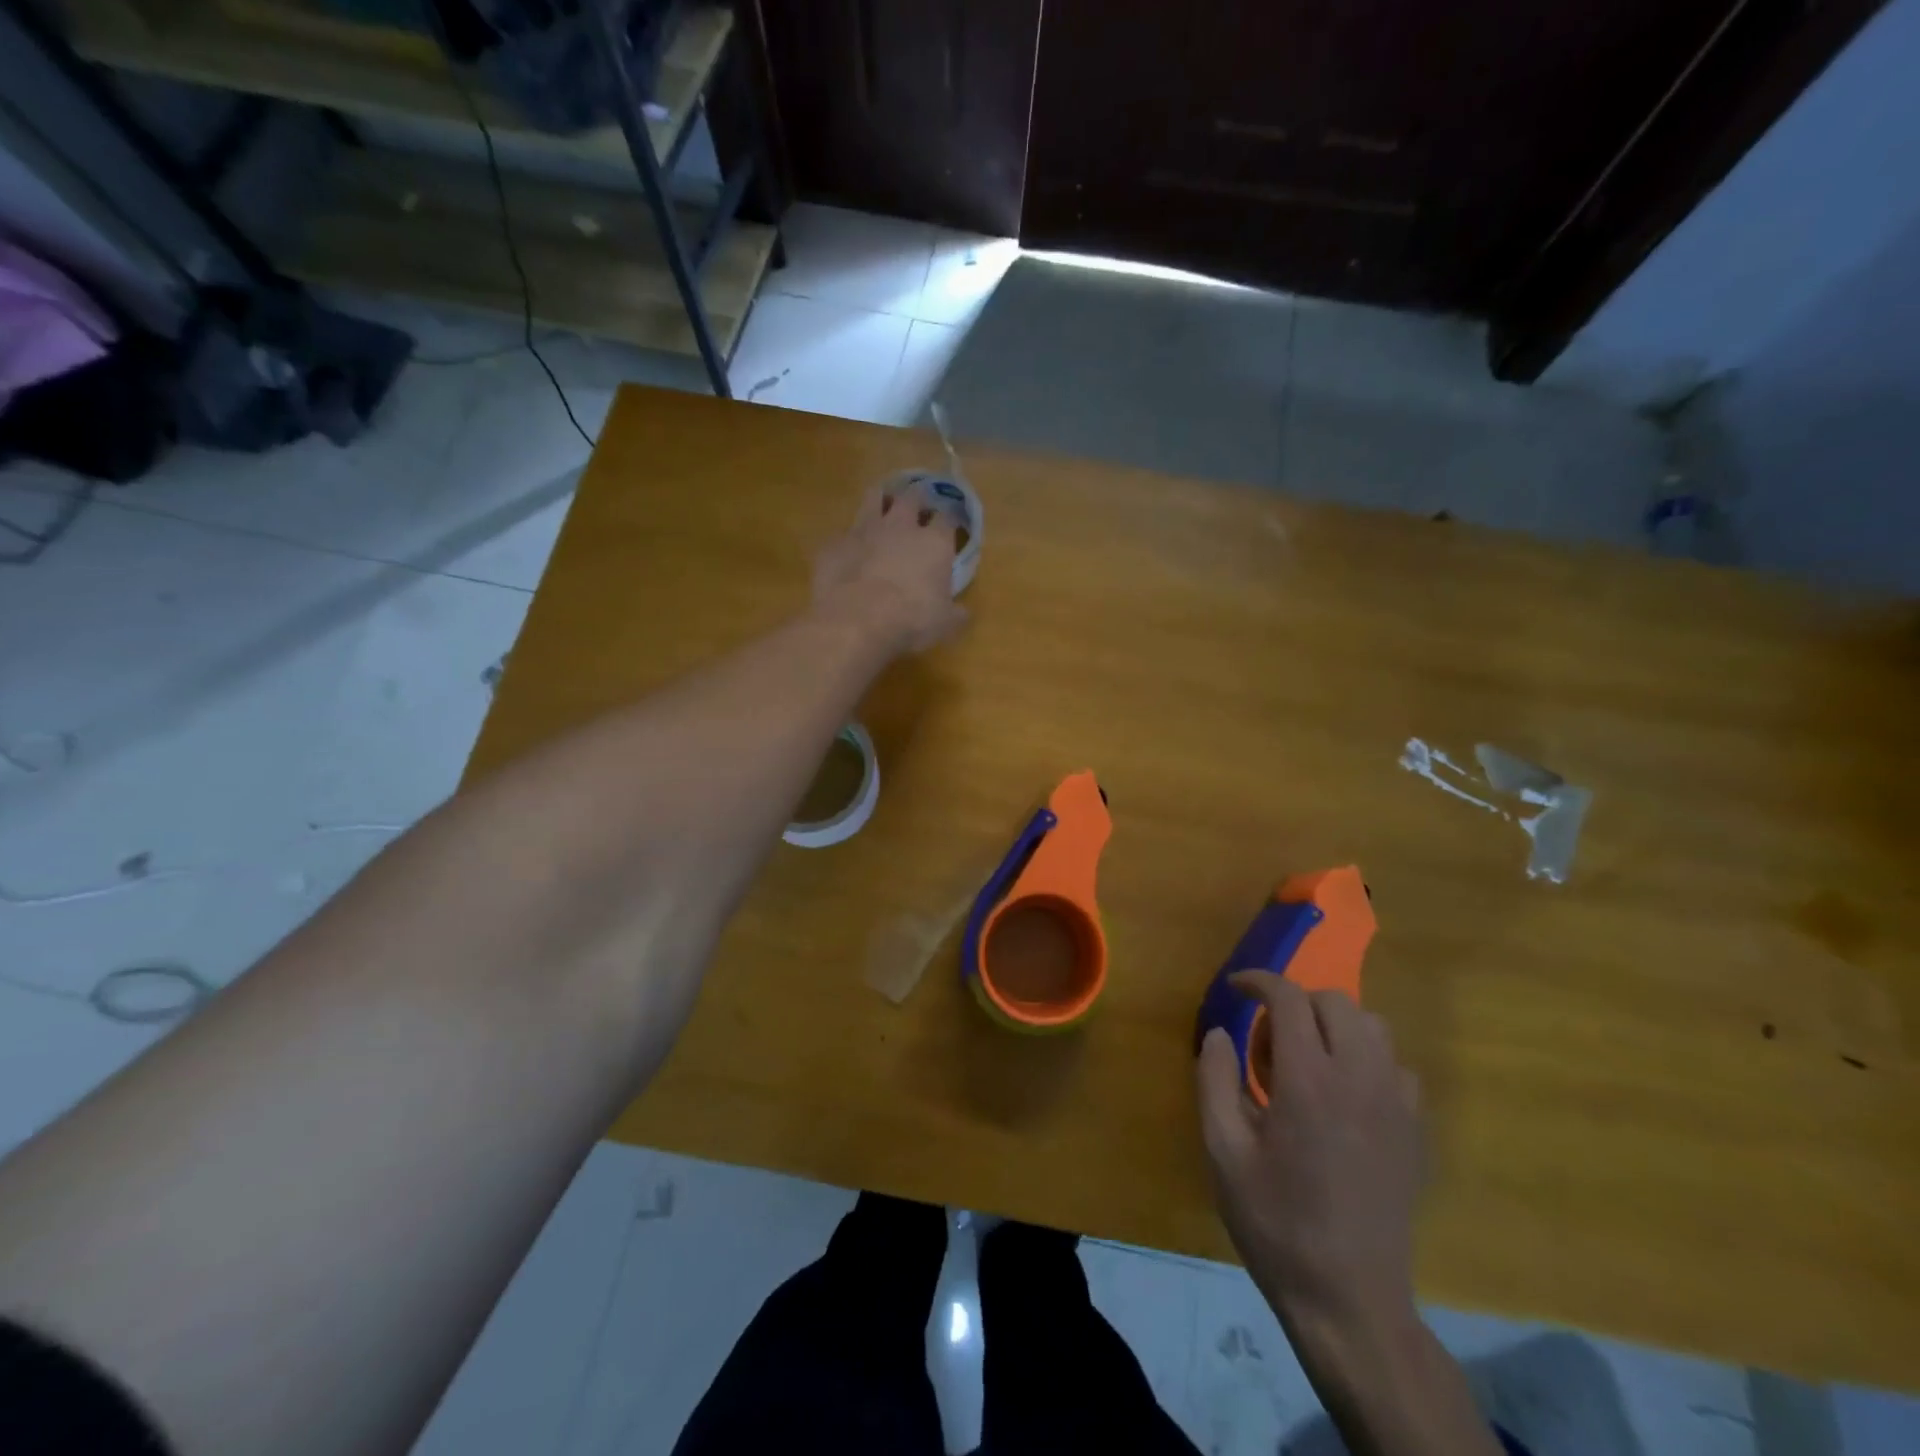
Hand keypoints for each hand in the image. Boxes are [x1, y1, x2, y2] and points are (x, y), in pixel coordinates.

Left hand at [813, 483, 967, 652]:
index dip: (950, 517)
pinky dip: (849, 539)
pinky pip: (843, 532)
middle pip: (912, 496)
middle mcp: (901, 526)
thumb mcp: (944, 624)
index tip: (951, 523)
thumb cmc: (911, 620)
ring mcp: (864, 530)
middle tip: (917, 507)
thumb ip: (956, 614)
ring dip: (881, 500)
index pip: (948, 516)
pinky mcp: (834, 543)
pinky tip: (848, 552)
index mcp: (934, 542)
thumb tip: (964, 613)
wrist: (856, 621)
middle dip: (917, 498)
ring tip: (882, 507)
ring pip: (874, 497)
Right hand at [1197, 973, 1422, 1346]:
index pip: (1289, 998)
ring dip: (1335, 1026)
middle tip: (1268, 1038)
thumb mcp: (1222, 1151)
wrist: (1349, 1299)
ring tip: (1308, 1060)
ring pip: (1374, 1027)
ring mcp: (1396, 1105)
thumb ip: (1214, 1079)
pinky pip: (1397, 1067)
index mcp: (1309, 1081)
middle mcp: (1360, 1079)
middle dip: (1296, 1002)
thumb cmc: (1275, 1222)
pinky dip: (1367, 1059)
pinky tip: (1344, 1095)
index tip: (1236, 988)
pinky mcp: (1416, 1132)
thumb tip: (1219, 1032)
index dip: (1259, 981)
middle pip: (1336, 1002)